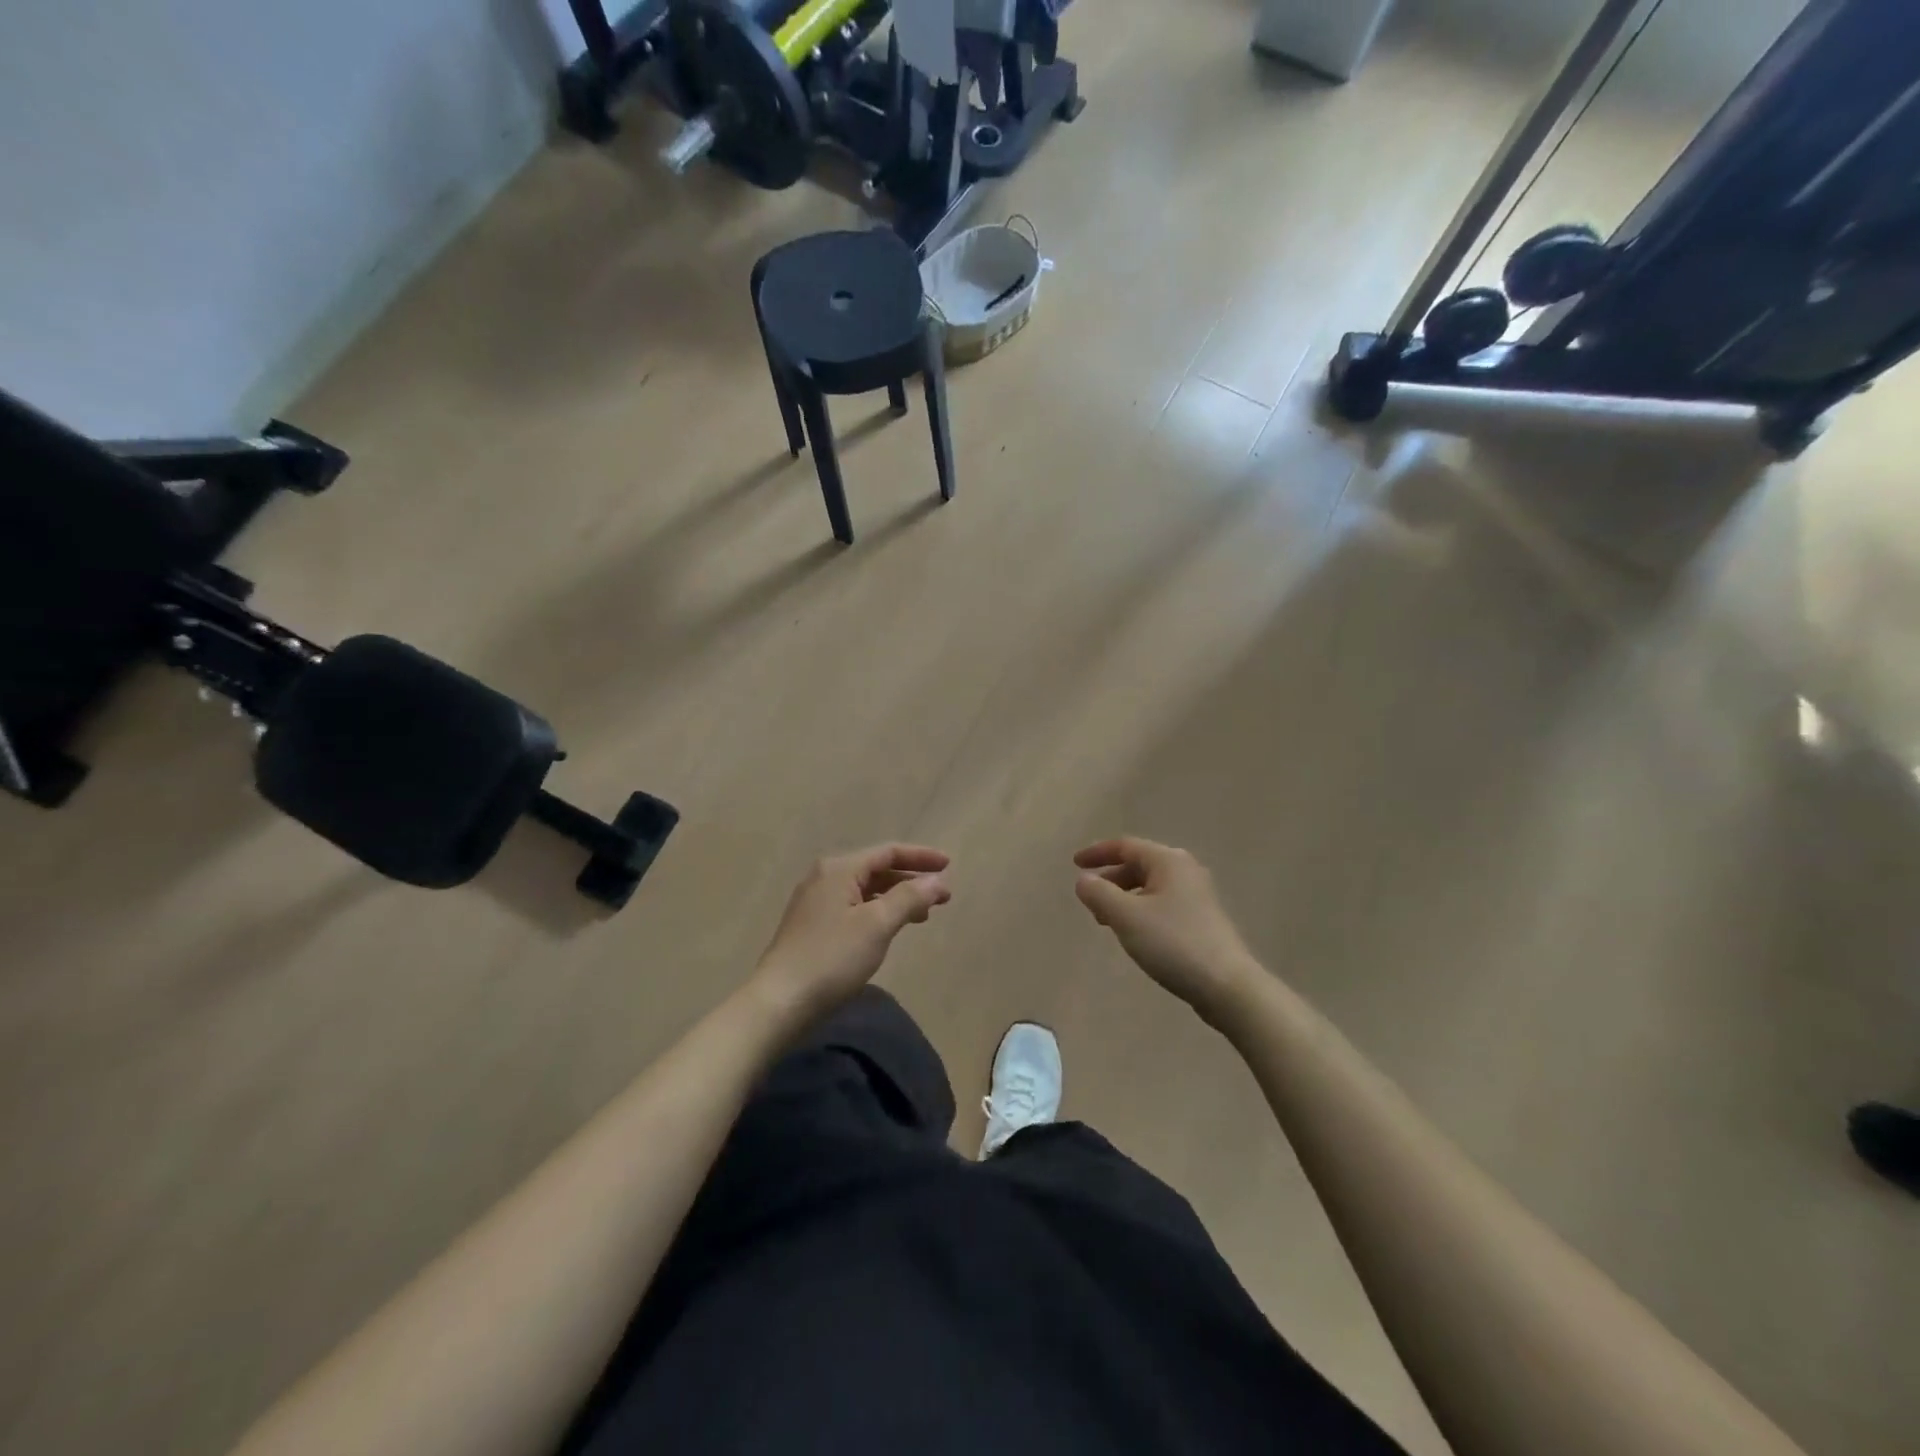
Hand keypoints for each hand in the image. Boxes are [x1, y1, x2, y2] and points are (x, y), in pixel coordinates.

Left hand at [750, 844, 951, 1023]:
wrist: (780, 1002)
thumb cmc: (832, 958)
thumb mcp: (877, 925)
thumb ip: (909, 898)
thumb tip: (936, 881)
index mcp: (839, 869)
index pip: (888, 852)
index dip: (921, 857)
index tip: (949, 865)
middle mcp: (825, 878)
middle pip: (876, 869)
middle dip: (911, 880)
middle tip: (942, 897)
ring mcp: (815, 902)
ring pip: (865, 891)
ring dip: (896, 898)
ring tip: (923, 916)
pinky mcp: (812, 926)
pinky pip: (854, 907)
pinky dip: (878, 912)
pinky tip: (890, 929)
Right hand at [1074, 838, 1262, 1027]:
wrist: (1227, 985)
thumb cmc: (1173, 943)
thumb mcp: (1126, 917)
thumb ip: (1099, 894)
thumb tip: (1083, 880)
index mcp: (1168, 860)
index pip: (1125, 846)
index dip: (1097, 852)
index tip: (1074, 863)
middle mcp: (1185, 870)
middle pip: (1139, 864)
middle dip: (1110, 878)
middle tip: (1089, 898)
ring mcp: (1197, 895)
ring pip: (1150, 886)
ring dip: (1124, 897)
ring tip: (1106, 920)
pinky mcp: (1202, 918)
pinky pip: (1162, 903)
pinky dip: (1141, 909)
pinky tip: (1135, 933)